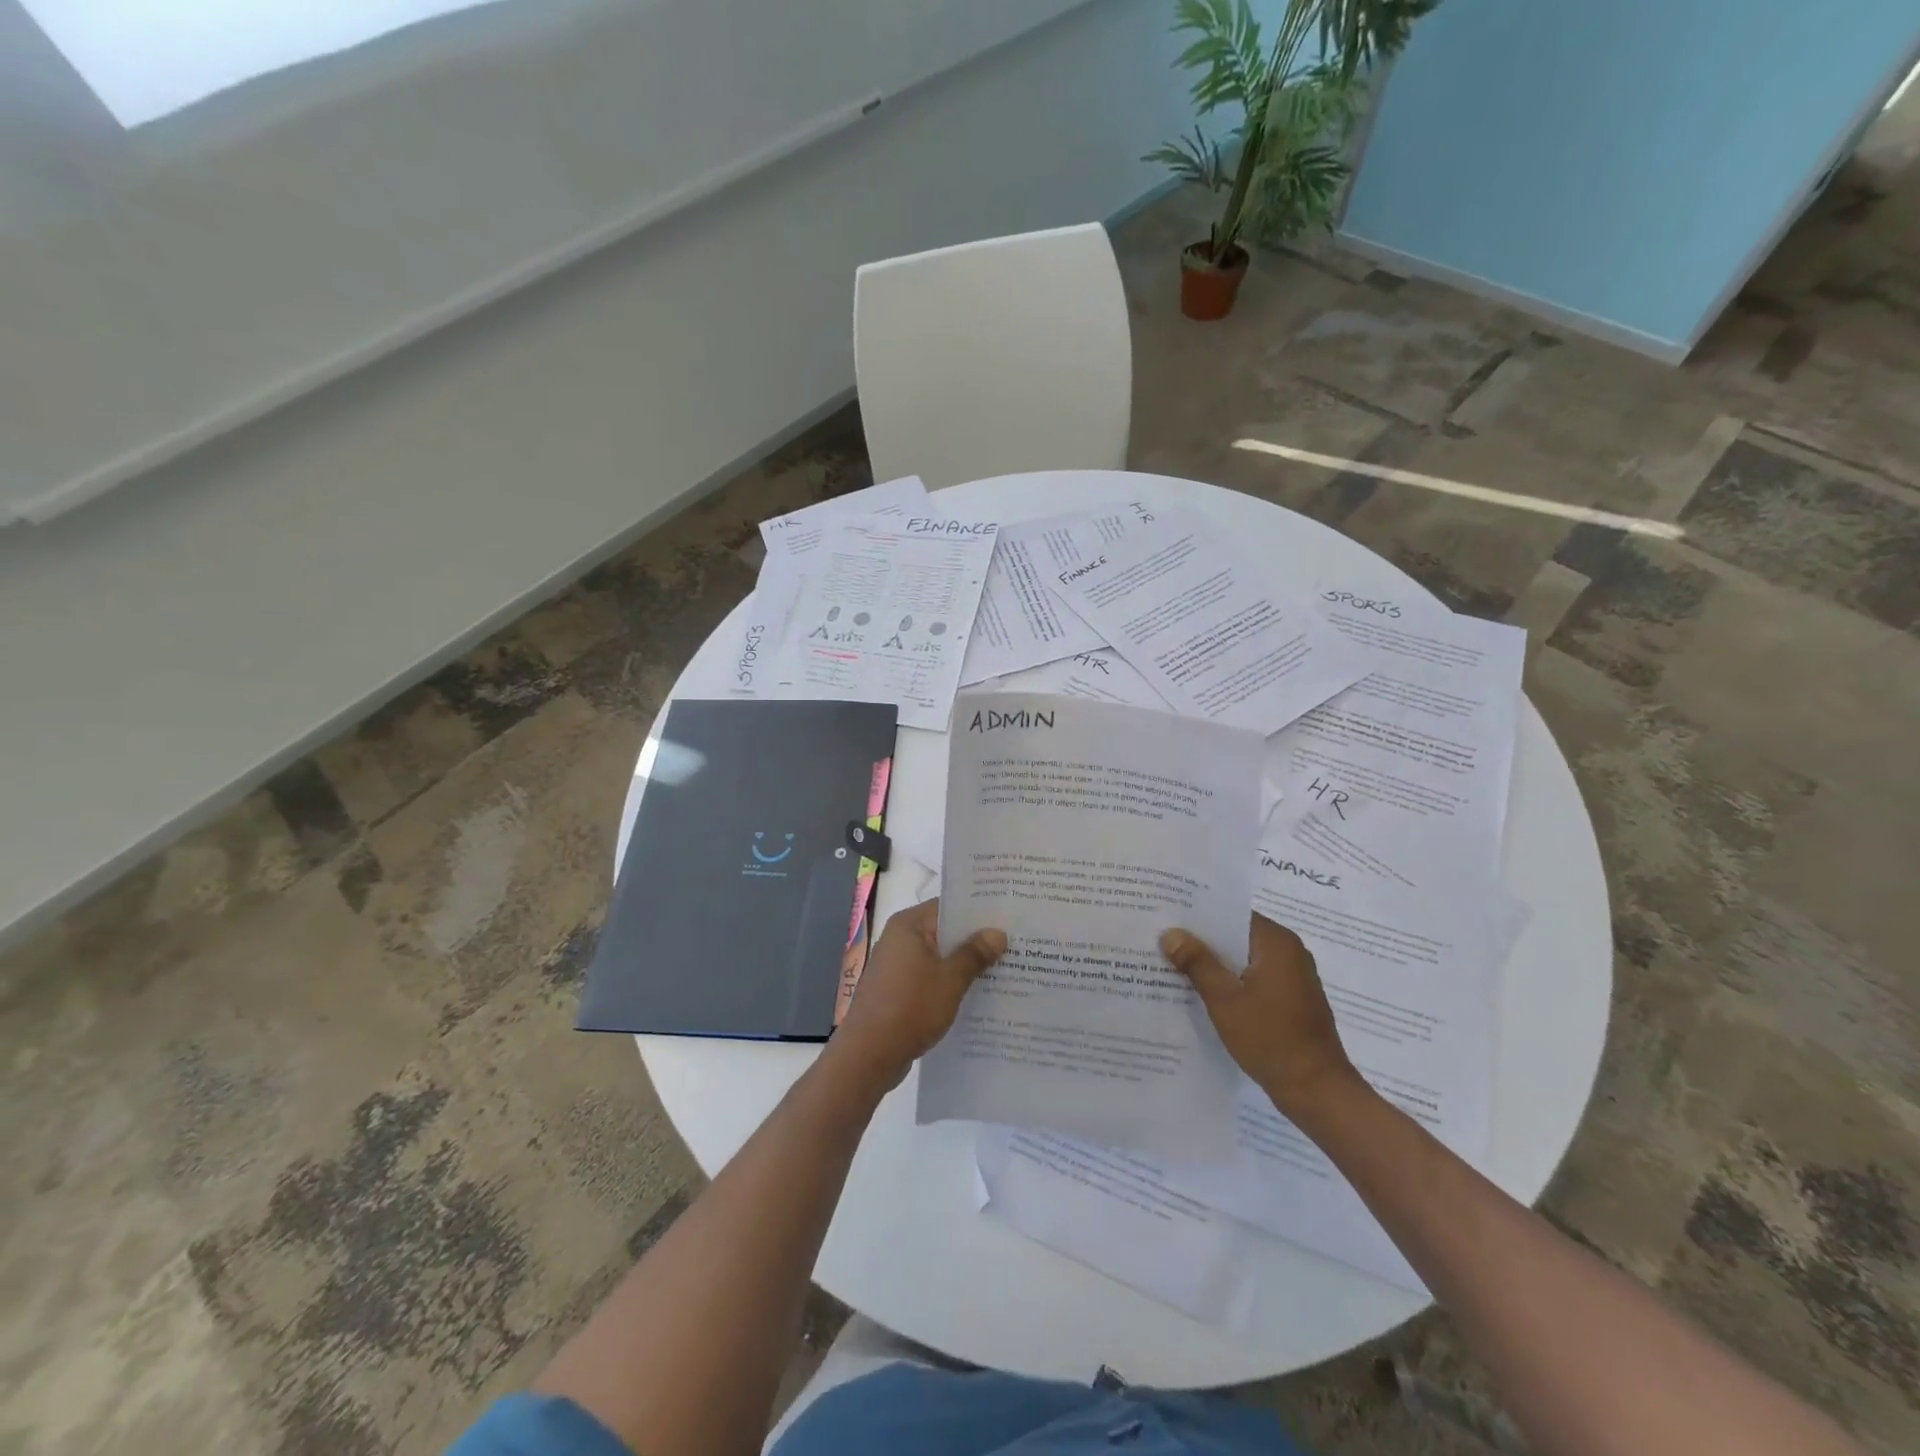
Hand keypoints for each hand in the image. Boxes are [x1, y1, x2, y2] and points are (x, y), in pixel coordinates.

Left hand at [829, 899, 1006, 1093]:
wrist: (868, 1056)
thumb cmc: (910, 1008)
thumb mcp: (950, 979)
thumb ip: (975, 954)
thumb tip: (997, 932)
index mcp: (909, 925)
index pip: (948, 906)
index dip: (978, 911)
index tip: (1008, 916)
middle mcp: (899, 939)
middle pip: (944, 931)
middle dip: (975, 940)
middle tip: (1013, 943)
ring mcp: (896, 965)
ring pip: (938, 957)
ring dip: (964, 964)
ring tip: (1003, 968)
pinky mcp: (897, 990)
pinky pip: (930, 977)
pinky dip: (949, 982)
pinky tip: (977, 994)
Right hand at [1160, 913, 1362, 1122]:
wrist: (1316, 1090)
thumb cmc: (1270, 1038)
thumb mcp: (1224, 999)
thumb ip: (1197, 962)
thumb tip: (1171, 933)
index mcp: (1277, 942)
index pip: (1232, 914)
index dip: (1199, 915)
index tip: (1168, 916)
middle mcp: (1290, 952)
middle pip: (1238, 936)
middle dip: (1203, 941)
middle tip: (1164, 940)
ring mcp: (1294, 978)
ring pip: (1245, 959)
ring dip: (1216, 963)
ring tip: (1175, 964)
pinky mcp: (1292, 1000)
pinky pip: (1255, 979)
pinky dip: (1232, 982)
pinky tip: (1204, 992)